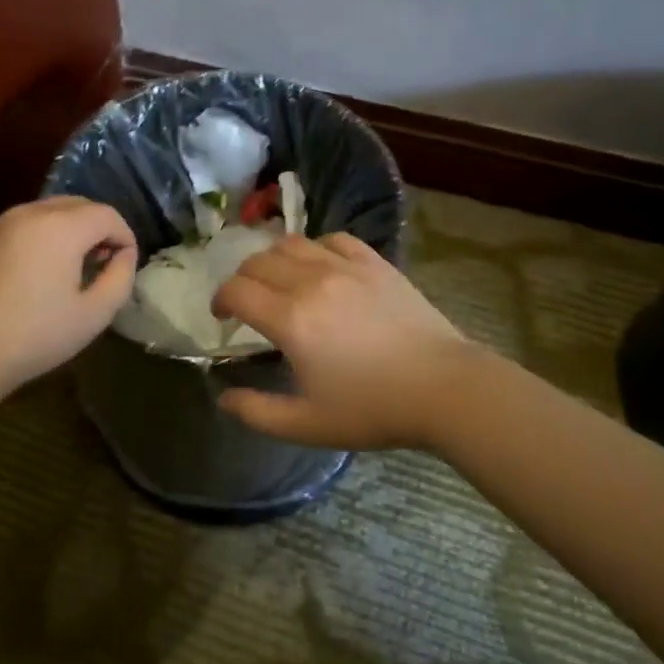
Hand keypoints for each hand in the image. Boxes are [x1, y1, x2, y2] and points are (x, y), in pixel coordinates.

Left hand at [0, 197, 137, 391]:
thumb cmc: (36, 334)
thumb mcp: (94, 314)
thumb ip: (120, 277)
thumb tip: (124, 255)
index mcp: (61, 226)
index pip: (107, 215)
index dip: (125, 236)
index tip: (126, 264)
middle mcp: (31, 212)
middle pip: (78, 204)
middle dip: (98, 227)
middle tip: (103, 262)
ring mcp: (1, 223)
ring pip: (49, 211)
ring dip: (70, 229)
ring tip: (72, 267)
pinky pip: (24, 224)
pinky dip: (43, 236)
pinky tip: (39, 272)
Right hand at [210, 233, 473, 447]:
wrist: (443, 388)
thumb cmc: (373, 409)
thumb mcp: (307, 424)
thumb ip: (257, 412)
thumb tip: (223, 397)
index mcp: (290, 319)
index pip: (237, 290)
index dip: (220, 300)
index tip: (223, 318)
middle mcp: (311, 282)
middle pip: (258, 262)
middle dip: (242, 279)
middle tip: (247, 303)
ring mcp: (345, 267)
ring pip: (292, 243)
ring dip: (273, 259)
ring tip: (278, 281)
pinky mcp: (375, 263)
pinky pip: (334, 239)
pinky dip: (316, 248)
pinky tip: (320, 267)